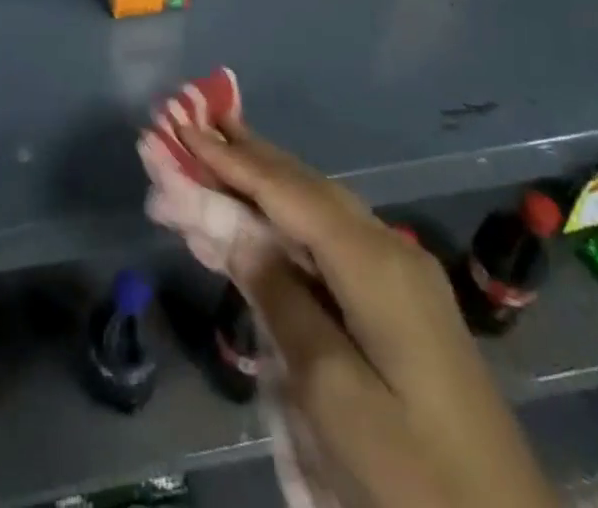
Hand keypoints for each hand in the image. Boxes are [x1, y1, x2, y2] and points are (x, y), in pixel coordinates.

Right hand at [185, 121, 556, 507]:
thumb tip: (232, 224)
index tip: (183, 126)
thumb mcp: (333, 393)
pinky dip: (284, 221)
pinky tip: (260, 220)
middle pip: (302, 187)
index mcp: (375, 262)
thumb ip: (279, 298)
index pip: (286, 191)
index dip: (231, 159)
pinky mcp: (399, 304)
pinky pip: (328, 242)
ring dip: (262, 184)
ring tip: (216, 157)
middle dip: (245, 157)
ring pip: (315, 209)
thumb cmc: (413, 475)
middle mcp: (388, 250)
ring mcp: (399, 276)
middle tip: (194, 124)